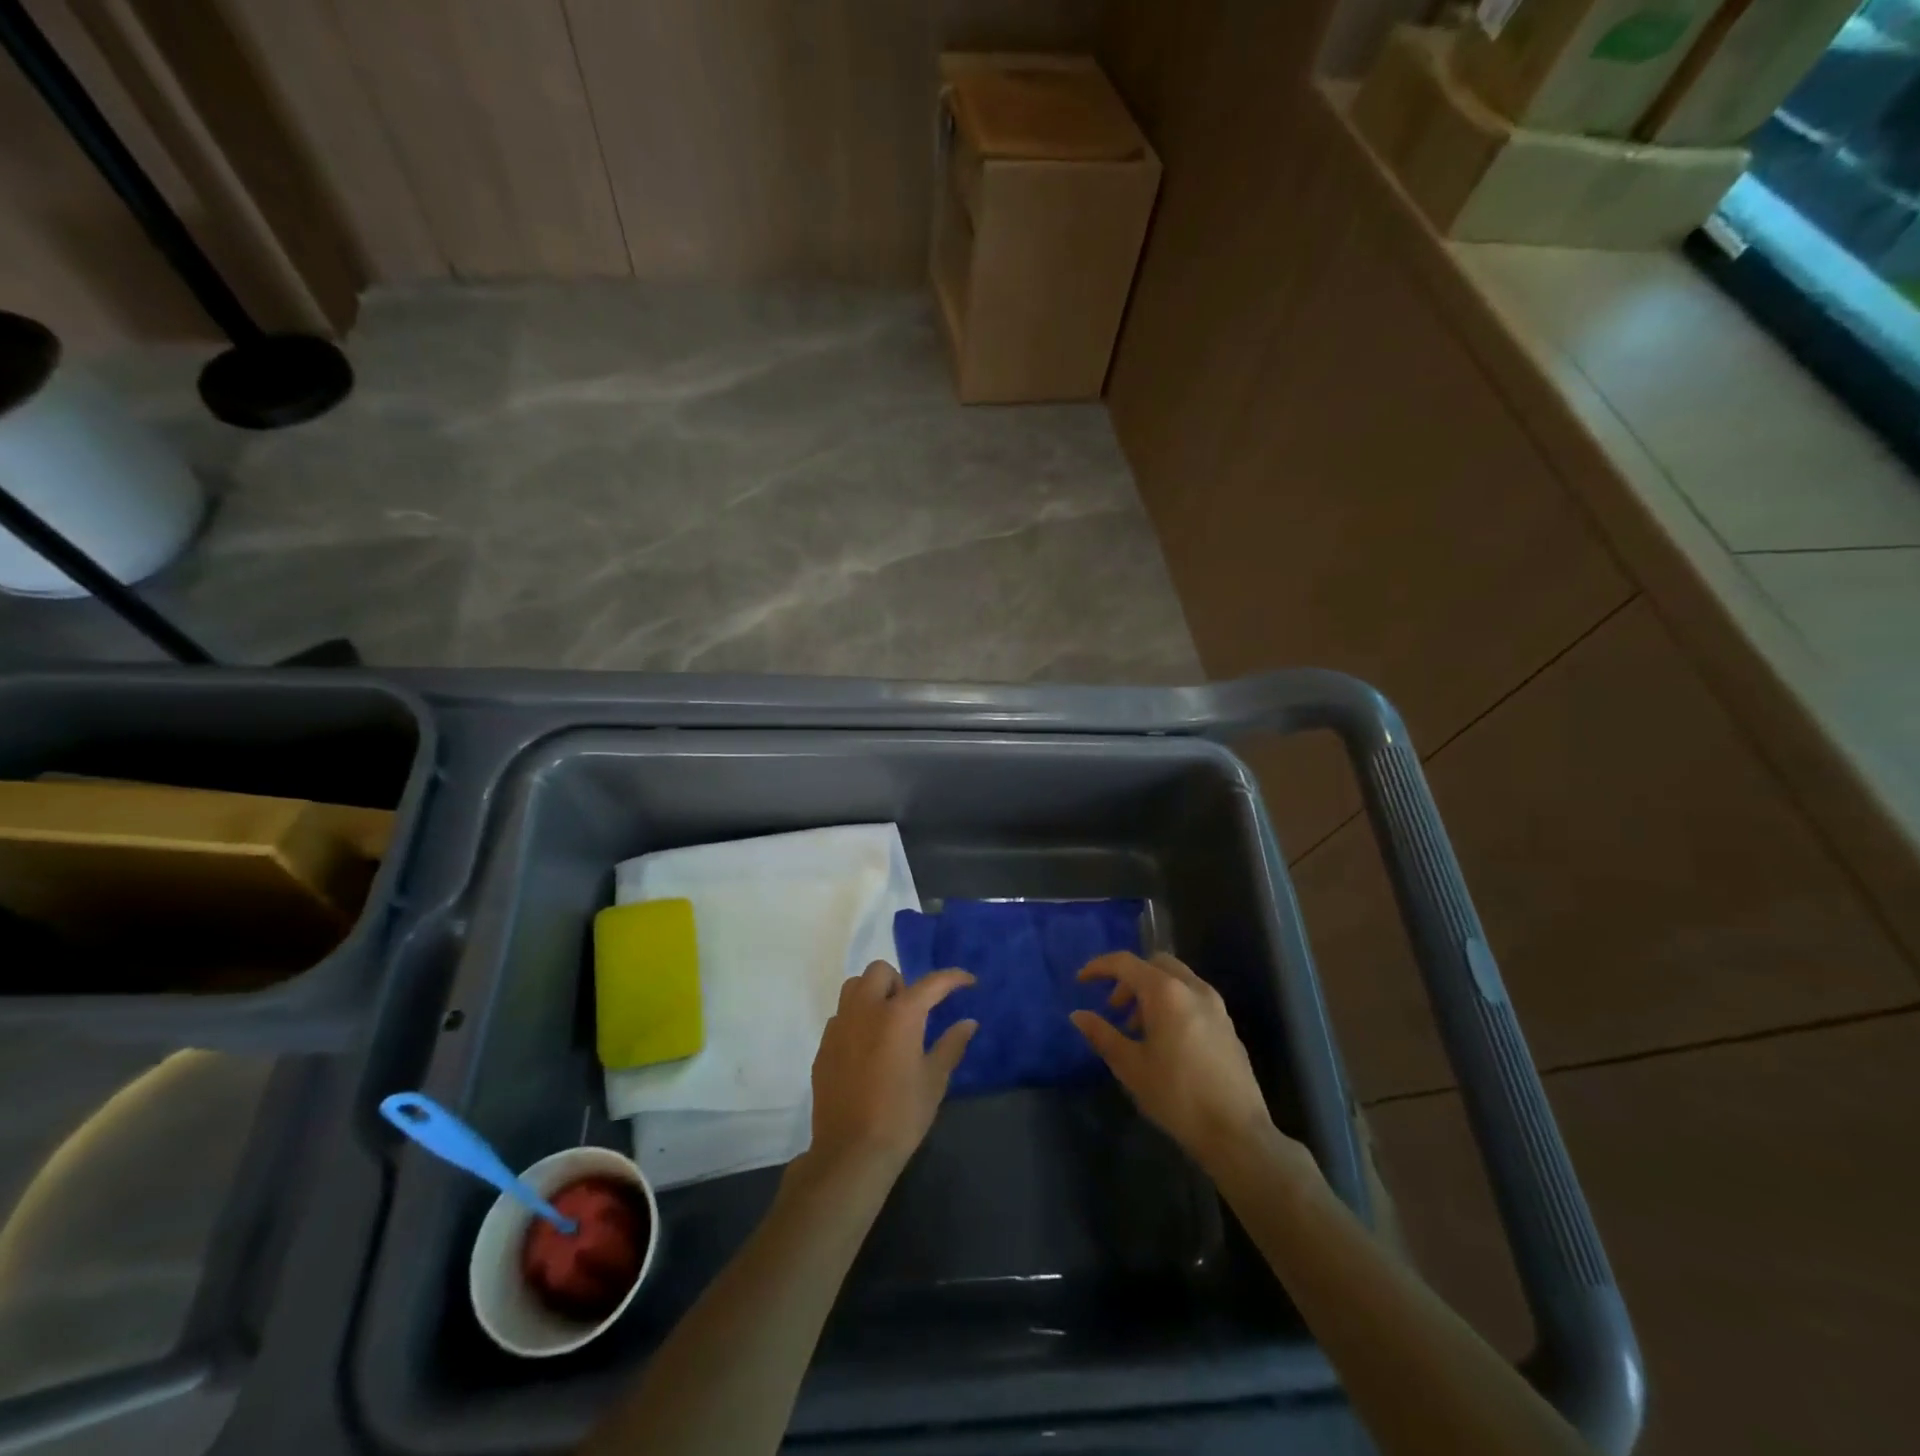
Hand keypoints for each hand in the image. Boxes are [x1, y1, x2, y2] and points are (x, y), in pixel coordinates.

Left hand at [806, 961, 977, 1180]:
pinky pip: (840, 1016)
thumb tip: (968, 1022)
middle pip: (881, 971)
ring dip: (873, 993)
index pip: (931, 983)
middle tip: (913, 1012)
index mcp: (900, 1015)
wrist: (851, 1152)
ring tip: (886, 1023)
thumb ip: (951, 1045)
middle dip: (900, 982)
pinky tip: (866, 1048)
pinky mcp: (824, 1045)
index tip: (968, 981)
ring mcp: (840, 1025)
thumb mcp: (934, 1081)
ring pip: (854, 986)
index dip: (953, 978)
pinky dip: (856, 1019)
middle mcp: (866, 1009)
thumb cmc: (901, 1115)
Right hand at [1071, 952, 1295, 1173]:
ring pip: (1177, 979)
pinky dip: (1173, 1004)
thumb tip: (1078, 1015)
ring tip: (1139, 1030)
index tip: (1081, 981)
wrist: (1237, 1133)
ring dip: (1152, 992)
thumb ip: (1102, 1035)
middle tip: (1115, 1008)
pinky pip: (1193, 998)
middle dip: (1130, 979)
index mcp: (1166, 992)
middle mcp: (1194, 989)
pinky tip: (1166, 1041)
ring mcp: (1216, 1006)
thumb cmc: (1177, 1096)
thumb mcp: (1130, 1067)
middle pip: (1155, 964)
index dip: (1099, 967)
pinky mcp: (1228, 1026)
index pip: (1126, 963)